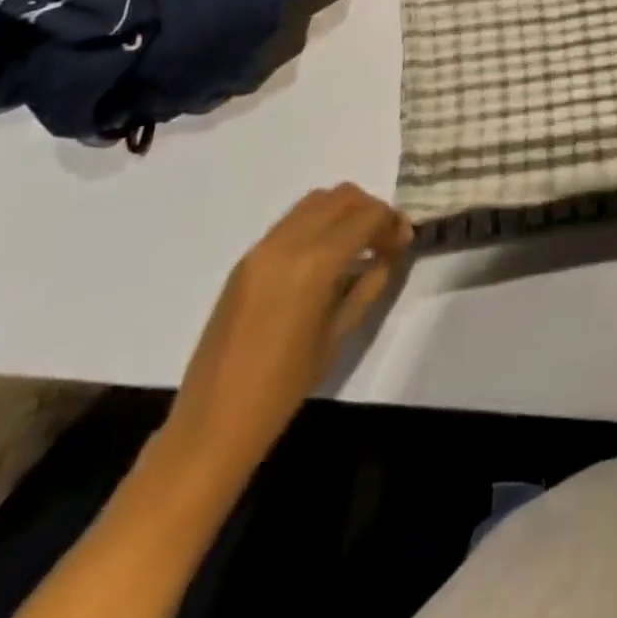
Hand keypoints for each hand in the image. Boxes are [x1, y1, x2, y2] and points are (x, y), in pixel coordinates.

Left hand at [162, 184, 412, 477]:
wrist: (213, 420)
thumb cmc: (285, 385)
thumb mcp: (340, 334)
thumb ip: (370, 284)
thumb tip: (390, 254)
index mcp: (315, 263)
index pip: (367, 215)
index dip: (392, 222)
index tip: (403, 242)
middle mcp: (288, 242)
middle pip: (342, 196)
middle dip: (370, 210)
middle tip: (383, 241)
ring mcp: (262, 247)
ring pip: (316, 201)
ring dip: (343, 212)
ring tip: (356, 246)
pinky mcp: (247, 258)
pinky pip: (292, 221)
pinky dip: (318, 224)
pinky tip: (324, 259)